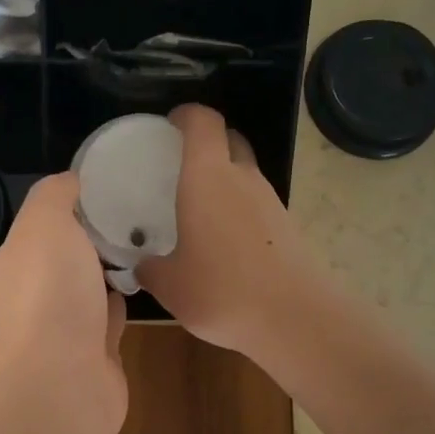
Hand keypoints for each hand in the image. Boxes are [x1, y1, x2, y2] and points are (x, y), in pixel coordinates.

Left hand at [0, 172, 127, 433]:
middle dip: (100, 230)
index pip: (50, 215)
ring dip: (113, 266)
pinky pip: (112, 316)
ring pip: (93, 284)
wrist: (63, 382)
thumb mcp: (46, 224)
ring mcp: (69, 323)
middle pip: (72, 249)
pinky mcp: (97, 350)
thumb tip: (74, 180)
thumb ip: (56, 195)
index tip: (119, 177)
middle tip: (145, 205)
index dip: (80, 195)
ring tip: (151, 238)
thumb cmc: (52, 294)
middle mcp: (42, 288)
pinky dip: (123, 301)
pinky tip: (146, 283)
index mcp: (24, 255)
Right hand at [136, 104, 317, 358]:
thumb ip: (150, 268)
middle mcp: (243, 178)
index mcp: (208, 177)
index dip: (186, 115)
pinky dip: (238, 209)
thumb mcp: (169, 284)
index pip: (203, 122)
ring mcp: (270, 201)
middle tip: (181, 166)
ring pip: (245, 173)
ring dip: (224, 179)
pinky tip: (223, 241)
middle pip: (230, 140)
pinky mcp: (286, 227)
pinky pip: (256, 204)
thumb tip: (142, 264)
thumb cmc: (220, 290)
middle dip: (208, 143)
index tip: (169, 124)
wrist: (292, 317)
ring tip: (198, 208)